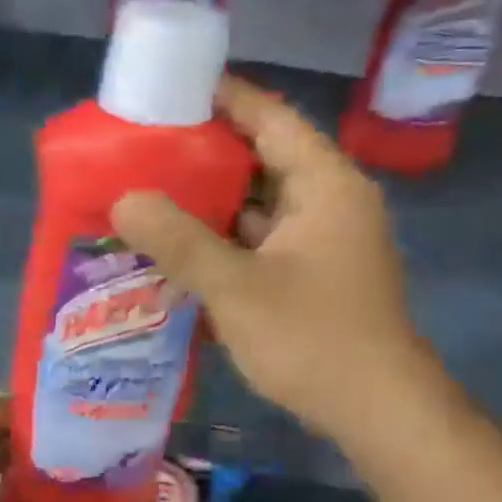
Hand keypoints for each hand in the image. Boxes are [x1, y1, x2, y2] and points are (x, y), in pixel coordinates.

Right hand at [111, 76, 431, 439]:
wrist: (378, 413)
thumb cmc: (313, 339)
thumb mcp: (236, 287)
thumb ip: (178, 241)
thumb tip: (123, 200)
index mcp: (325, 184)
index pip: (271, 118)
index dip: (224, 97)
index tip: (171, 88)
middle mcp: (328, 202)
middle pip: (261, 157)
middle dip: (204, 152)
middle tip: (143, 145)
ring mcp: (321, 241)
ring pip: (258, 203)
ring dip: (210, 200)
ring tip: (149, 189)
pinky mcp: (311, 274)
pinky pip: (259, 239)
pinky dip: (223, 238)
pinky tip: (178, 244)